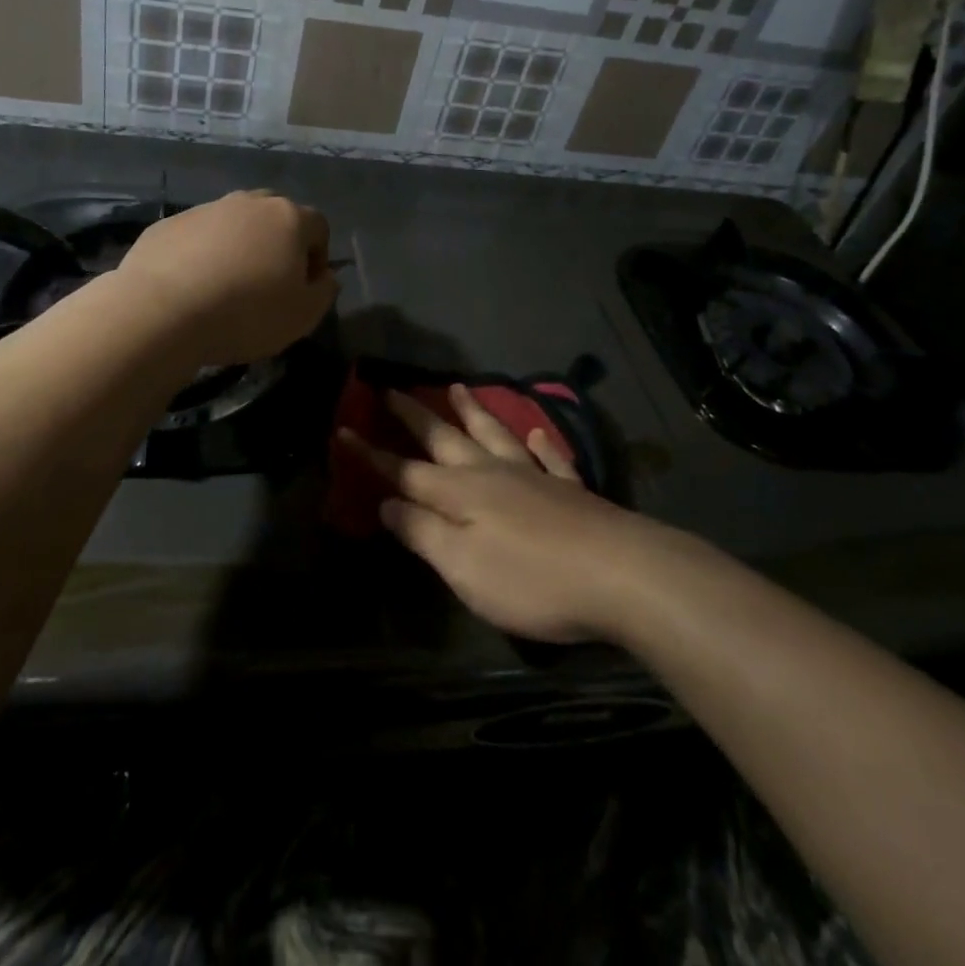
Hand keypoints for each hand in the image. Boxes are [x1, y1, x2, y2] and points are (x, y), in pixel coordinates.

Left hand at [117, 190, 337, 366]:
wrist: (162, 311)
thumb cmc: (247, 313)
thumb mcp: (304, 315)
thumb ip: (324, 291)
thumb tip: (324, 276)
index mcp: (288, 218)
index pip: (319, 227)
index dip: (318, 258)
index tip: (304, 289)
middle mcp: (248, 203)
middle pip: (274, 218)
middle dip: (277, 246)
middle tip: (267, 285)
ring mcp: (205, 210)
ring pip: (233, 226)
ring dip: (238, 250)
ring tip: (226, 290)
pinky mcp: (167, 225)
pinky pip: (197, 238)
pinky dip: (201, 257)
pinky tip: (192, 289)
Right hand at [339, 385, 655, 642]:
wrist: (621, 574)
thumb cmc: (530, 578)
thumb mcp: (462, 566)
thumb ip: (422, 532)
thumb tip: (387, 503)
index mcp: (460, 493)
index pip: (404, 470)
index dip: (372, 454)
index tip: (343, 429)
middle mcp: (492, 474)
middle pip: (445, 439)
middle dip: (414, 415)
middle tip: (391, 388)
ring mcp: (534, 477)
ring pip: (495, 435)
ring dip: (473, 412)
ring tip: (458, 387)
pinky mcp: (570, 490)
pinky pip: (550, 457)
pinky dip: (539, 443)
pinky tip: (536, 432)